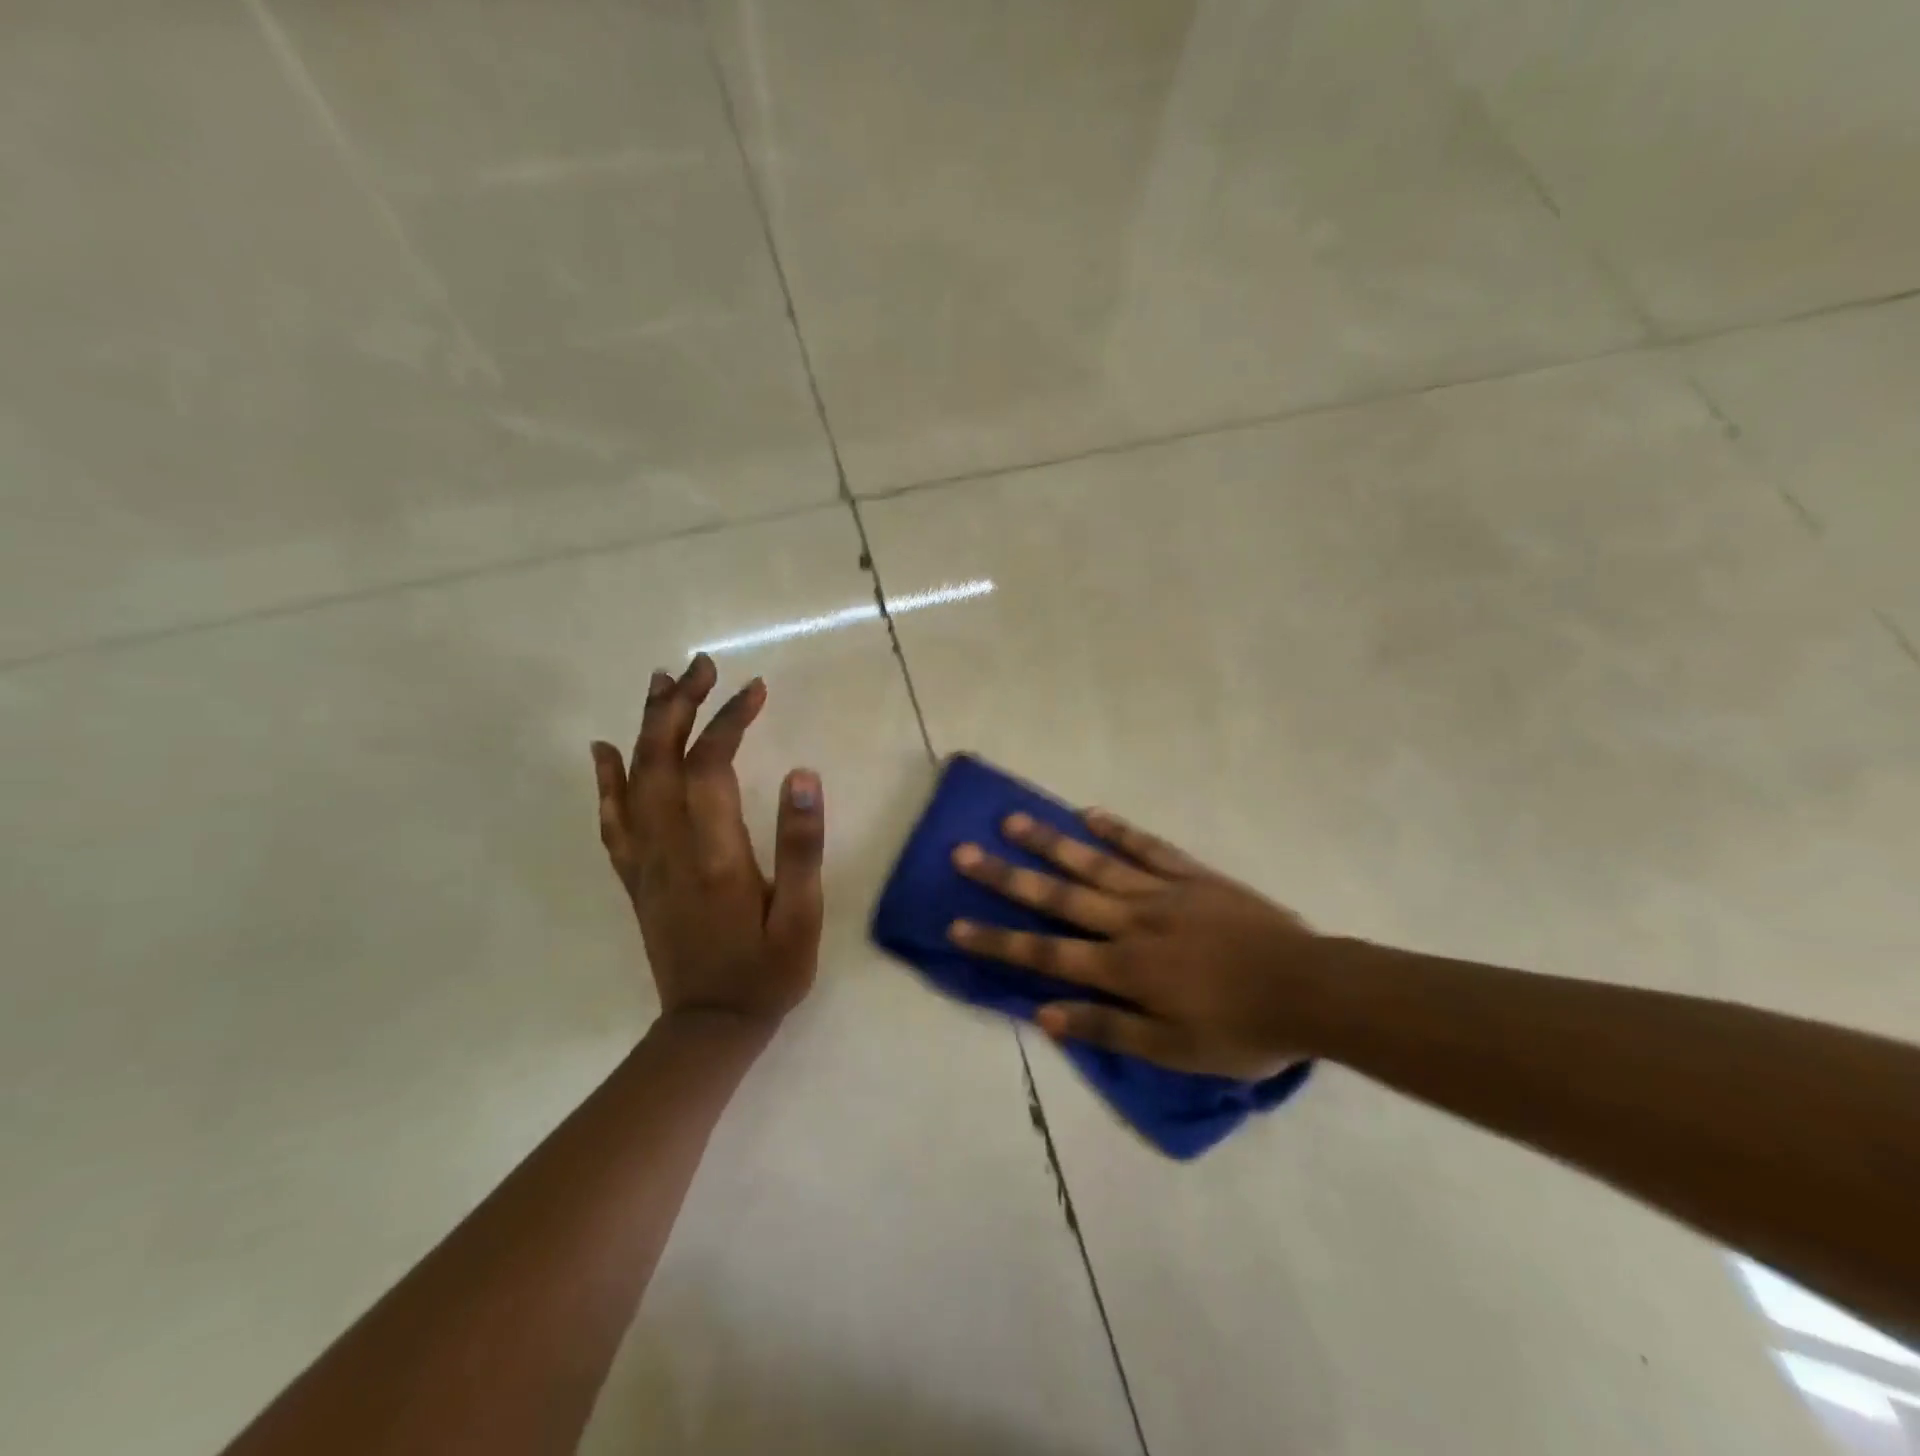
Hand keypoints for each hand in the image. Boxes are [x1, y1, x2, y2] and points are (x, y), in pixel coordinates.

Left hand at [590, 654, 824, 1030]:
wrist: (709, 1028)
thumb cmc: (767, 970)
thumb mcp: (802, 914)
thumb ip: (800, 844)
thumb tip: (802, 773)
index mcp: (713, 852)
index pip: (710, 765)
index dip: (728, 720)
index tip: (755, 689)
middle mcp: (669, 847)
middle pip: (662, 759)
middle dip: (681, 706)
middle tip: (702, 667)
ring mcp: (644, 861)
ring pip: (634, 779)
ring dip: (647, 726)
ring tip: (662, 684)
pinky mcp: (635, 877)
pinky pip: (612, 819)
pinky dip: (606, 779)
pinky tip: (605, 750)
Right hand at [949, 809, 1329, 1077]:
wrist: (1311, 989)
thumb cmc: (1241, 1029)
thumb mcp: (1174, 1051)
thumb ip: (1108, 1030)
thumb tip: (1044, 1014)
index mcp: (1124, 968)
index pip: (1046, 953)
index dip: (998, 939)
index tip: (955, 923)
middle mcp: (1132, 921)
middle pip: (1058, 896)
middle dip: (1007, 877)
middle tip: (964, 852)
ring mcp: (1162, 891)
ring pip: (1094, 863)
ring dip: (1050, 842)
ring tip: (1011, 819)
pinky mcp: (1192, 875)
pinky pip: (1148, 847)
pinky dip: (1118, 830)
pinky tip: (1090, 814)